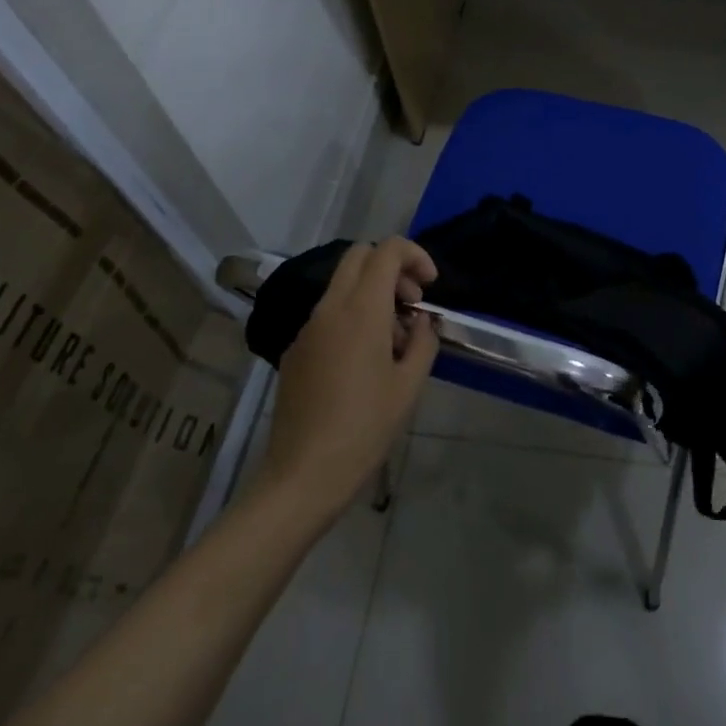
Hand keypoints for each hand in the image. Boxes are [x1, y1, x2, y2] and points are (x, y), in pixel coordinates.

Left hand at [254, 238, 439, 528]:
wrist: (302, 475)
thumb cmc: (365, 428)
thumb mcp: (410, 385)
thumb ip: (423, 340)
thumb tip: (420, 321)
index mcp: (361, 310)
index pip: (387, 250)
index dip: (415, 255)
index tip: (429, 287)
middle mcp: (330, 308)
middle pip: (359, 256)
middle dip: (392, 268)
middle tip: (411, 304)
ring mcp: (308, 328)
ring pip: (343, 284)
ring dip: (373, 294)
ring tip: (393, 342)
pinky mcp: (296, 350)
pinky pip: (329, 313)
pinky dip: (353, 316)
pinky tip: (364, 363)